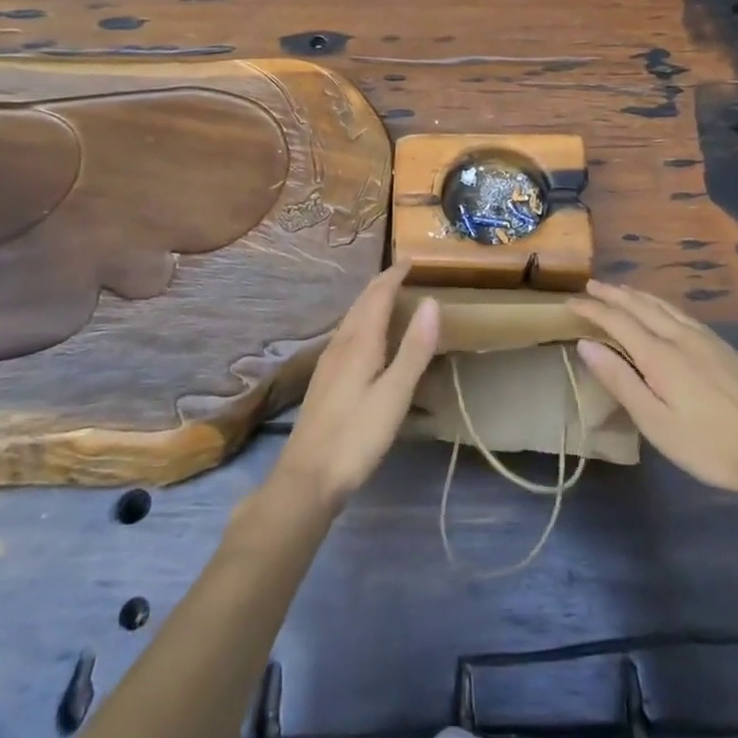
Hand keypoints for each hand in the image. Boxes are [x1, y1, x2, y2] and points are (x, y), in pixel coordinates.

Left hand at [270, 261, 438, 509]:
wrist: (306, 477)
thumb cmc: (356, 436)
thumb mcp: (394, 395)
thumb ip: (414, 349)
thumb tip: (431, 301)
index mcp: (360, 342)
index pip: (378, 295)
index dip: (395, 275)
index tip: (412, 259)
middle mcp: (342, 344)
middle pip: (362, 303)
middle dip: (382, 283)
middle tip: (403, 272)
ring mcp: (329, 362)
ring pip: (352, 318)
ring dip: (370, 300)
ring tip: (388, 296)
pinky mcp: (325, 380)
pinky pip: (347, 333)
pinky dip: (363, 320)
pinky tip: (365, 338)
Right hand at [572, 280, 737, 498]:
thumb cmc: (707, 446)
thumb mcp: (655, 423)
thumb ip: (620, 380)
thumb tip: (586, 344)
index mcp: (660, 355)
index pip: (617, 321)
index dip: (592, 310)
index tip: (570, 302)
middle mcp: (681, 337)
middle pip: (641, 306)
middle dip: (613, 295)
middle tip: (591, 286)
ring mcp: (707, 340)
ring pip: (665, 306)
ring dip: (638, 296)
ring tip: (621, 291)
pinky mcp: (725, 349)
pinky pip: (683, 314)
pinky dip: (662, 305)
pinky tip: (664, 311)